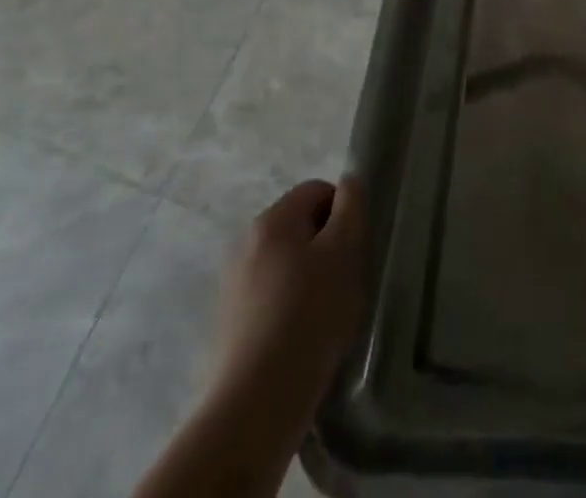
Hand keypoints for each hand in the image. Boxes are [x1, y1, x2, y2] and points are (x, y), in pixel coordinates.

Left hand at [214, 177, 367, 423]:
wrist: (256, 403)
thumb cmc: (309, 315)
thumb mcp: (345, 251)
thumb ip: (351, 207)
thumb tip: (348, 182)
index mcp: (273, 218)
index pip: (318, 190)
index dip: (344, 213)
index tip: (356, 248)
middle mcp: (246, 242)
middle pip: (300, 227)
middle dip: (327, 247)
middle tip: (346, 281)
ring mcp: (233, 284)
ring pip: (286, 263)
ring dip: (310, 278)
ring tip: (326, 315)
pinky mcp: (229, 323)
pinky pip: (271, 297)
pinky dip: (290, 307)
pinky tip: (302, 338)